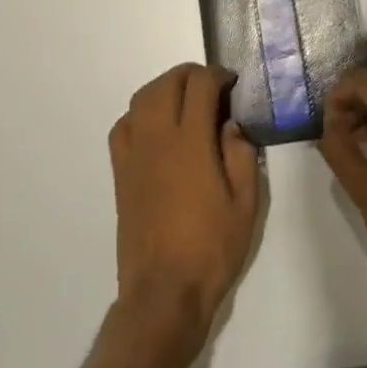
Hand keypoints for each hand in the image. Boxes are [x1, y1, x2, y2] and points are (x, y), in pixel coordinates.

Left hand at [109, 65, 260, 352]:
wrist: (164, 292)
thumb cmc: (211, 249)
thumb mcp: (246, 204)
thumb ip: (241, 156)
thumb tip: (231, 125)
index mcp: (190, 143)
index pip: (199, 86)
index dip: (217, 75)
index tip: (232, 83)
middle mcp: (157, 139)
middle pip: (166, 84)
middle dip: (190, 74)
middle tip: (212, 86)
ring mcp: (134, 155)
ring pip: (141, 99)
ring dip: (164, 88)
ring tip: (186, 100)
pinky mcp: (120, 173)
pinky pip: (123, 126)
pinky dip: (140, 113)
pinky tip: (157, 128)